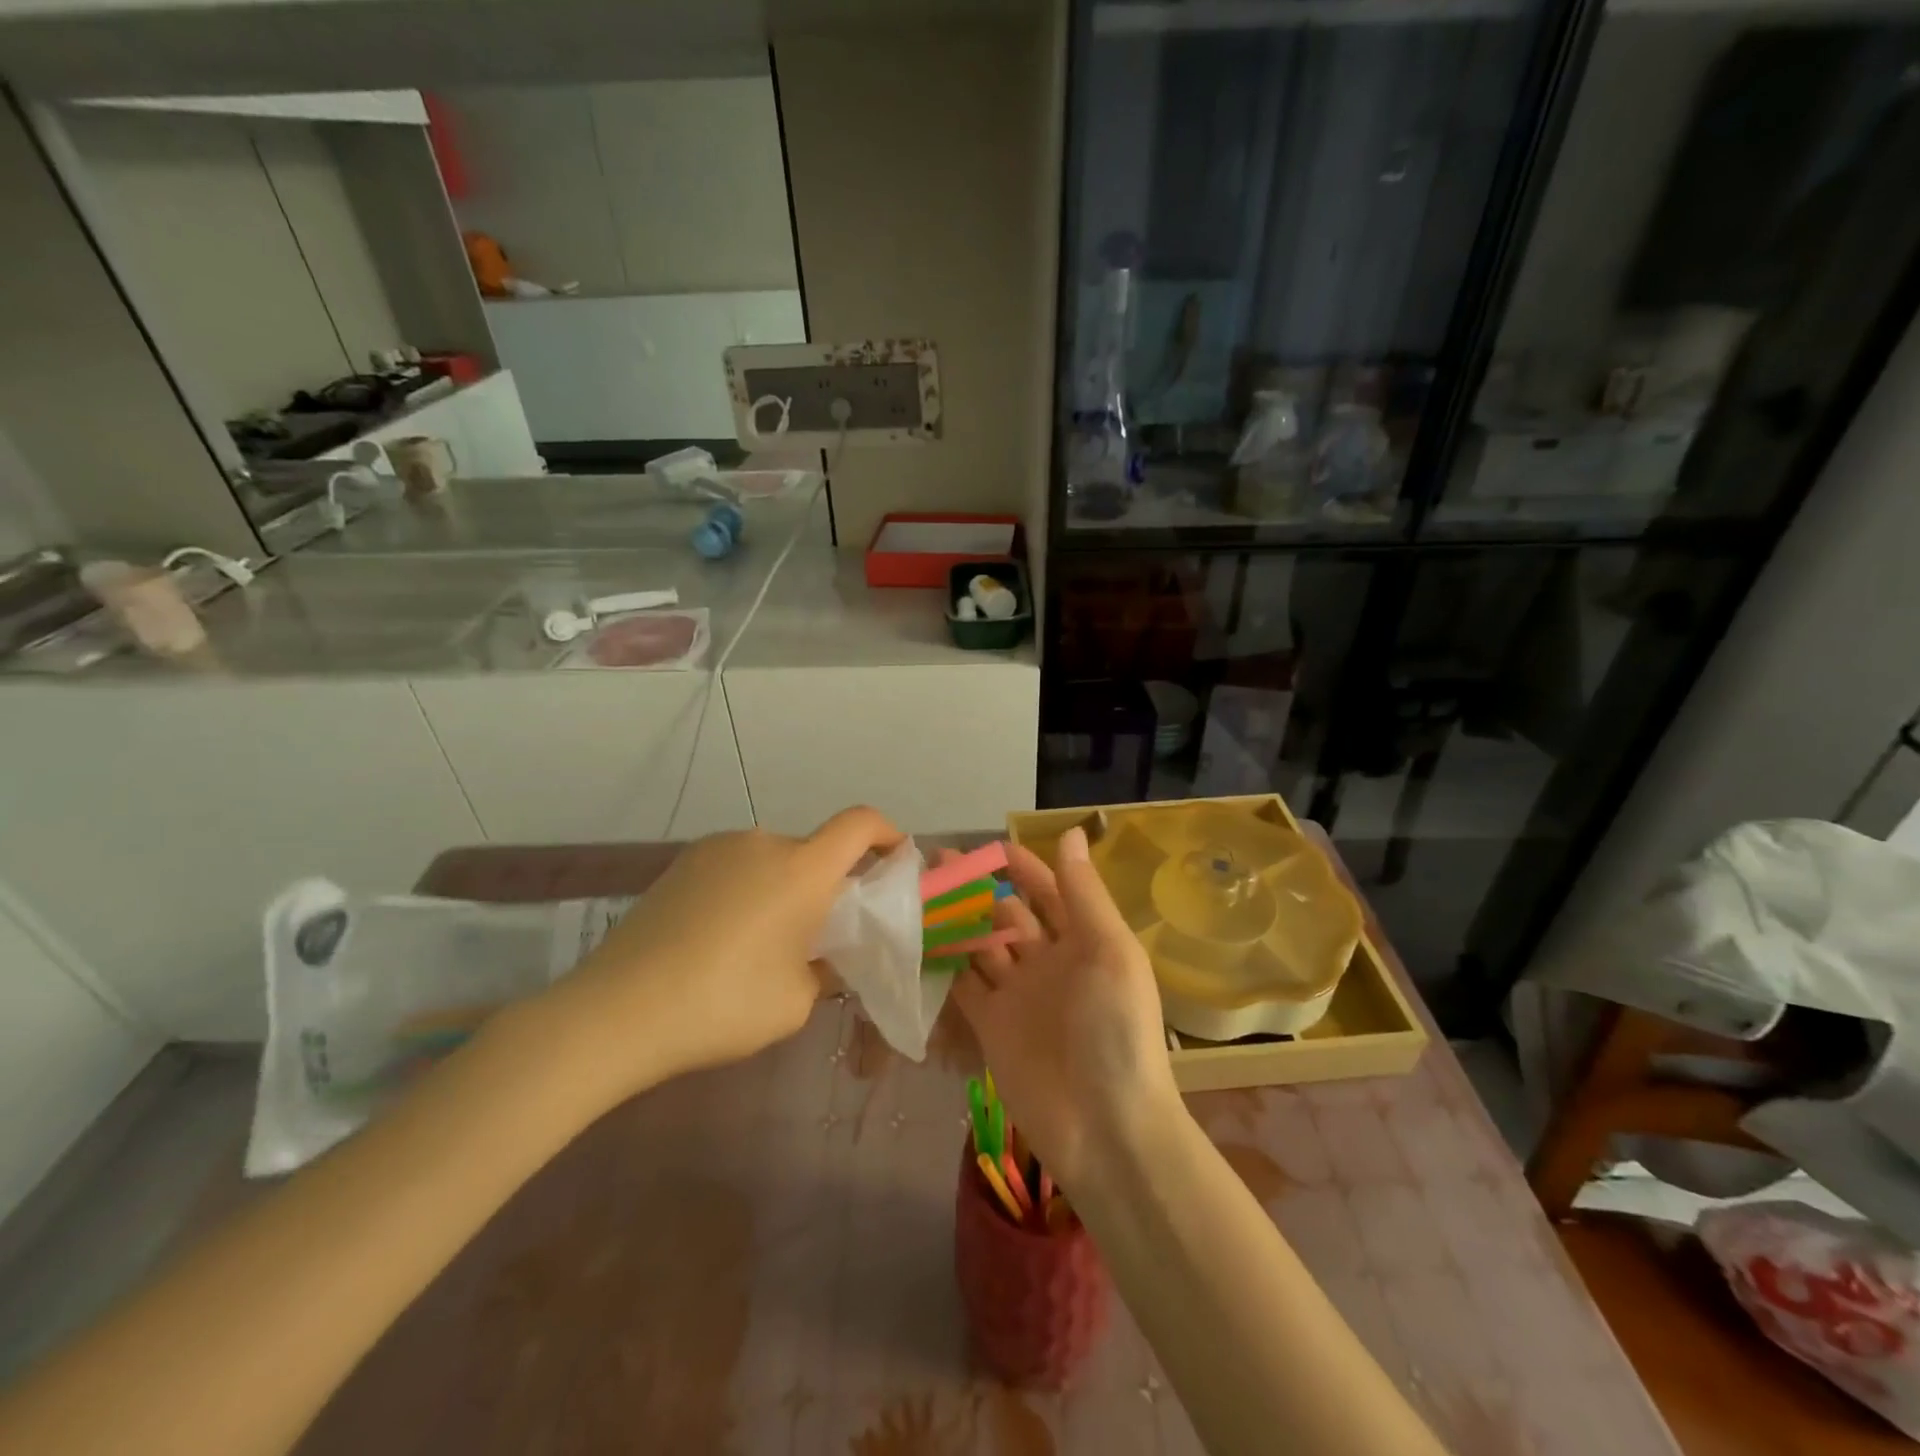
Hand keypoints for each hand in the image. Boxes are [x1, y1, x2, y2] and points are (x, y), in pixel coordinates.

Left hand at [552, 807, 902, 1094]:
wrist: (617, 1011)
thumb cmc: (724, 1004)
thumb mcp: (796, 1001)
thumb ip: (823, 969)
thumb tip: (819, 958)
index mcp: (802, 869)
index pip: (860, 823)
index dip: (886, 833)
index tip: (894, 862)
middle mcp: (762, 843)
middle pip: (814, 850)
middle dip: (828, 883)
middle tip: (819, 935)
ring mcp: (716, 849)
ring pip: (772, 861)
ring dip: (783, 889)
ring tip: (761, 944)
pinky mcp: (681, 864)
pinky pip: (735, 868)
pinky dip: (746, 891)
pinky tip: (720, 939)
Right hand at [951, 826, 1179, 1191]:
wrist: (1105, 1127)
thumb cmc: (1115, 1030)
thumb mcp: (1109, 951)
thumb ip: (1084, 893)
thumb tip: (1068, 831)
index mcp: (1082, 940)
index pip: (1048, 890)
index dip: (1020, 866)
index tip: (984, 846)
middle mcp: (1048, 961)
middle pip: (1007, 914)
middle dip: (978, 889)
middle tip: (933, 866)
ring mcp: (1017, 994)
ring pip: (981, 945)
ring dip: (956, 921)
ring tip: (918, 894)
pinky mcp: (991, 1026)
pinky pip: (964, 985)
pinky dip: (944, 963)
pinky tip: (917, 940)